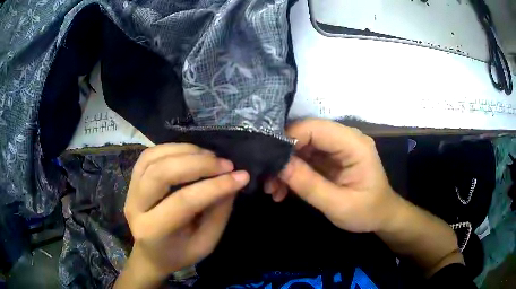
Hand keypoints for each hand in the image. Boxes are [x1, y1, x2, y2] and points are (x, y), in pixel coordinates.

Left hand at [119, 144, 248, 286]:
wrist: (150, 254)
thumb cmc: (179, 253)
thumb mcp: (205, 243)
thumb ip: (218, 214)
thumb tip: (232, 181)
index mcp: (153, 231)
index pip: (183, 202)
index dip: (214, 186)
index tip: (241, 176)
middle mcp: (135, 207)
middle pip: (161, 173)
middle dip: (198, 163)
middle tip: (225, 164)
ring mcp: (130, 190)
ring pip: (153, 158)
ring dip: (185, 151)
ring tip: (210, 156)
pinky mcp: (132, 179)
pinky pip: (149, 155)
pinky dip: (172, 148)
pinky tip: (191, 153)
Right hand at [265, 119, 400, 232]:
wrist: (381, 215)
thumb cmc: (367, 212)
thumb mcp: (338, 205)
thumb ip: (309, 185)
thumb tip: (278, 164)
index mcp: (354, 145)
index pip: (315, 128)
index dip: (288, 139)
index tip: (269, 161)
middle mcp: (345, 138)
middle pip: (305, 134)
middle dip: (283, 155)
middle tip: (267, 179)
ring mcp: (337, 147)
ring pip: (301, 146)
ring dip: (285, 166)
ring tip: (273, 189)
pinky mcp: (330, 157)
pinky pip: (305, 157)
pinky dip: (292, 172)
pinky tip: (282, 190)